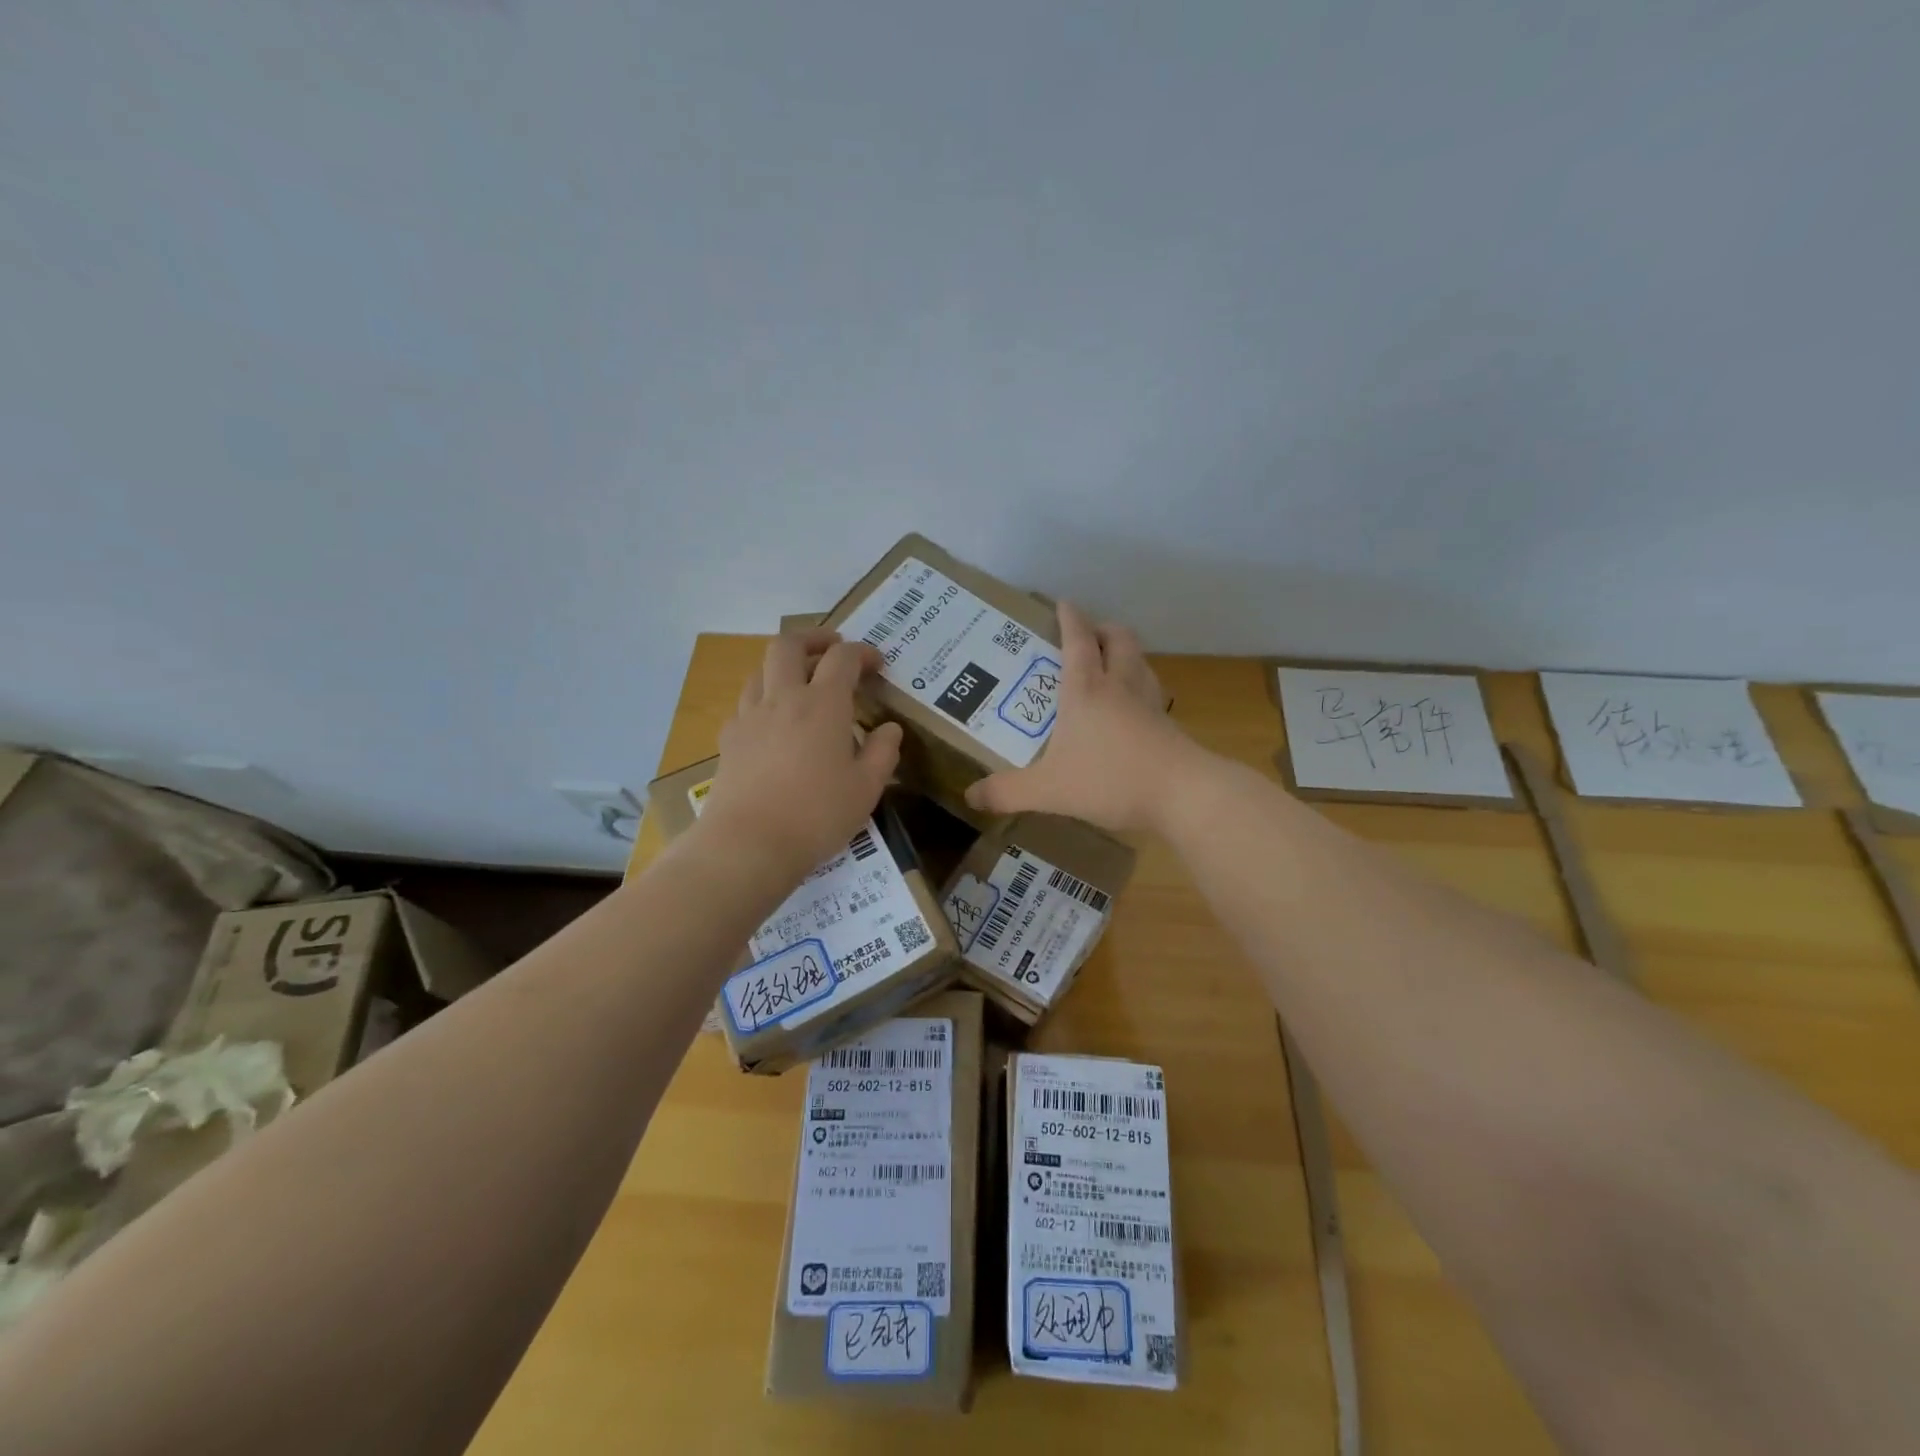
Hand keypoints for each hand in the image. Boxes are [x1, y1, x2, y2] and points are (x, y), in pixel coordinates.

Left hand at [695, 629, 903, 882]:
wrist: (748, 843)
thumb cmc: (817, 815)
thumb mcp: (867, 788)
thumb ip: (883, 752)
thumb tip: (889, 729)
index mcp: (823, 704)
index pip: (843, 658)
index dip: (863, 653)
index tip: (877, 664)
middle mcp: (783, 698)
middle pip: (789, 644)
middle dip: (814, 638)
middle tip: (832, 648)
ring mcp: (750, 716)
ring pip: (761, 669)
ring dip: (784, 665)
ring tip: (801, 682)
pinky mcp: (729, 739)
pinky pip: (746, 702)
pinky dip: (763, 697)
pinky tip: (773, 721)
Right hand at [965, 602, 1200, 833]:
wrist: (1182, 794)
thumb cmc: (1109, 779)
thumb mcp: (1048, 789)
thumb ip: (1007, 792)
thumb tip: (970, 796)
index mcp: (1086, 689)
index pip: (1077, 639)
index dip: (1070, 618)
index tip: (1063, 602)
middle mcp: (1120, 685)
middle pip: (1118, 638)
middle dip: (1102, 629)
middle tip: (1086, 637)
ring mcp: (1150, 703)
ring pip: (1141, 661)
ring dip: (1125, 654)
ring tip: (1110, 666)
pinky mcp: (1169, 725)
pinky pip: (1153, 692)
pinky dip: (1141, 687)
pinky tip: (1133, 709)